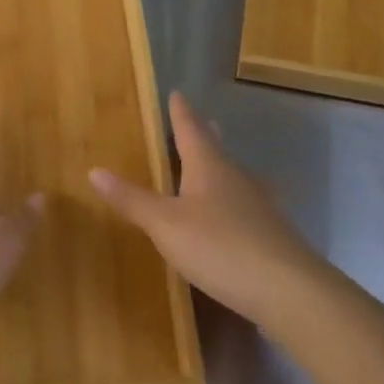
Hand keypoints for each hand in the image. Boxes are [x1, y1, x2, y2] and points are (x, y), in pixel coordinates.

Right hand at [90, 91, 317, 325]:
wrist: (288, 290)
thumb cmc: (219, 246)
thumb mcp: (165, 225)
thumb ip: (132, 200)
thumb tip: (95, 170)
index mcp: (209, 166)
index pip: (191, 129)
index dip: (181, 112)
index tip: (177, 93)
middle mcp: (237, 177)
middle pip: (217, 148)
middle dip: (204, 135)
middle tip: (198, 122)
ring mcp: (259, 204)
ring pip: (234, 176)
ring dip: (219, 167)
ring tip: (209, 166)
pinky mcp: (271, 233)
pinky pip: (245, 204)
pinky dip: (231, 200)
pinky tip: (231, 215)